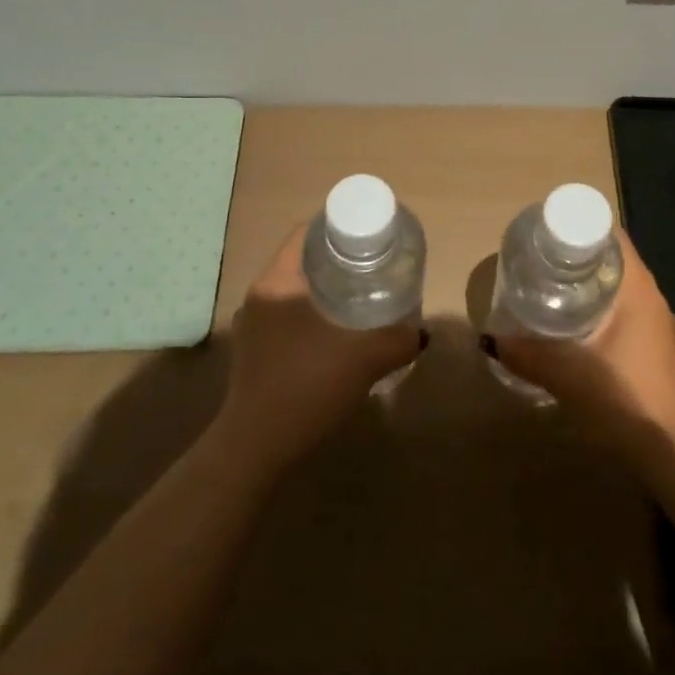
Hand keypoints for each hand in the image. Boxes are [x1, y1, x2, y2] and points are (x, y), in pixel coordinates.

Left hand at [215, 226, 423, 473]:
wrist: (255, 450)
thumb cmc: (306, 387)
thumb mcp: (364, 359)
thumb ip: (399, 339)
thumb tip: (421, 333)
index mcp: (278, 281)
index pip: (306, 232)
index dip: (339, 225)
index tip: (371, 234)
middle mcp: (260, 295)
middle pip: (303, 259)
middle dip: (339, 258)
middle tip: (375, 265)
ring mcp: (254, 325)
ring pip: (296, 290)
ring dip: (327, 288)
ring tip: (363, 295)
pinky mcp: (255, 351)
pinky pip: (289, 315)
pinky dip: (315, 314)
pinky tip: (339, 333)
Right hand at [485, 232, 674, 459]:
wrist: (672, 452)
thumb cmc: (623, 396)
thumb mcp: (566, 372)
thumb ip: (527, 353)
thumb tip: (490, 340)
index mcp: (638, 288)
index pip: (611, 236)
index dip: (579, 227)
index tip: (547, 233)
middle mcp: (652, 298)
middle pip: (612, 260)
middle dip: (576, 257)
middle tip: (538, 261)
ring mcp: (657, 325)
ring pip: (618, 289)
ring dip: (587, 285)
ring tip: (549, 289)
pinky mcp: (656, 349)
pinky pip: (624, 313)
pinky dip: (598, 310)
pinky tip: (573, 328)